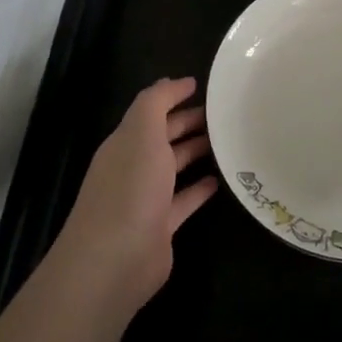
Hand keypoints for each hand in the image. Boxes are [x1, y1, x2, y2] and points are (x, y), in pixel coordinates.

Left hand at [52, 77, 219, 317]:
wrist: (114, 260)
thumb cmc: (129, 188)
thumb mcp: (141, 133)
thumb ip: (155, 103)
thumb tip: (172, 82)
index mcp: (125, 142)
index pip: (151, 111)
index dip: (173, 96)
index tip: (202, 86)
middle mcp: (134, 167)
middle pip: (163, 137)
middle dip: (188, 122)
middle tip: (224, 112)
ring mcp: (146, 198)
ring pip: (174, 167)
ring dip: (196, 152)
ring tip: (226, 140)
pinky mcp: (161, 226)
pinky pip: (184, 200)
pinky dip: (200, 189)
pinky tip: (219, 181)